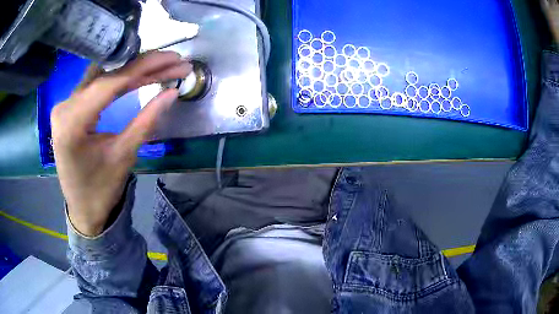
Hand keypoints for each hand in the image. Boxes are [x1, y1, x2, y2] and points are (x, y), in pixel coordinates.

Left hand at [52, 51, 190, 236]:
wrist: (83, 208)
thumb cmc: (101, 189)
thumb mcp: (124, 156)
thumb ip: (146, 120)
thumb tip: (172, 92)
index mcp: (72, 124)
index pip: (109, 83)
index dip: (143, 68)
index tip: (173, 60)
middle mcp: (64, 107)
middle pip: (106, 74)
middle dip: (141, 65)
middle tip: (172, 61)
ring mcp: (65, 104)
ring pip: (102, 74)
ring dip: (131, 68)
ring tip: (160, 64)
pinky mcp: (69, 106)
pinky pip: (96, 83)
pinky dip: (118, 77)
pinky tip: (136, 72)